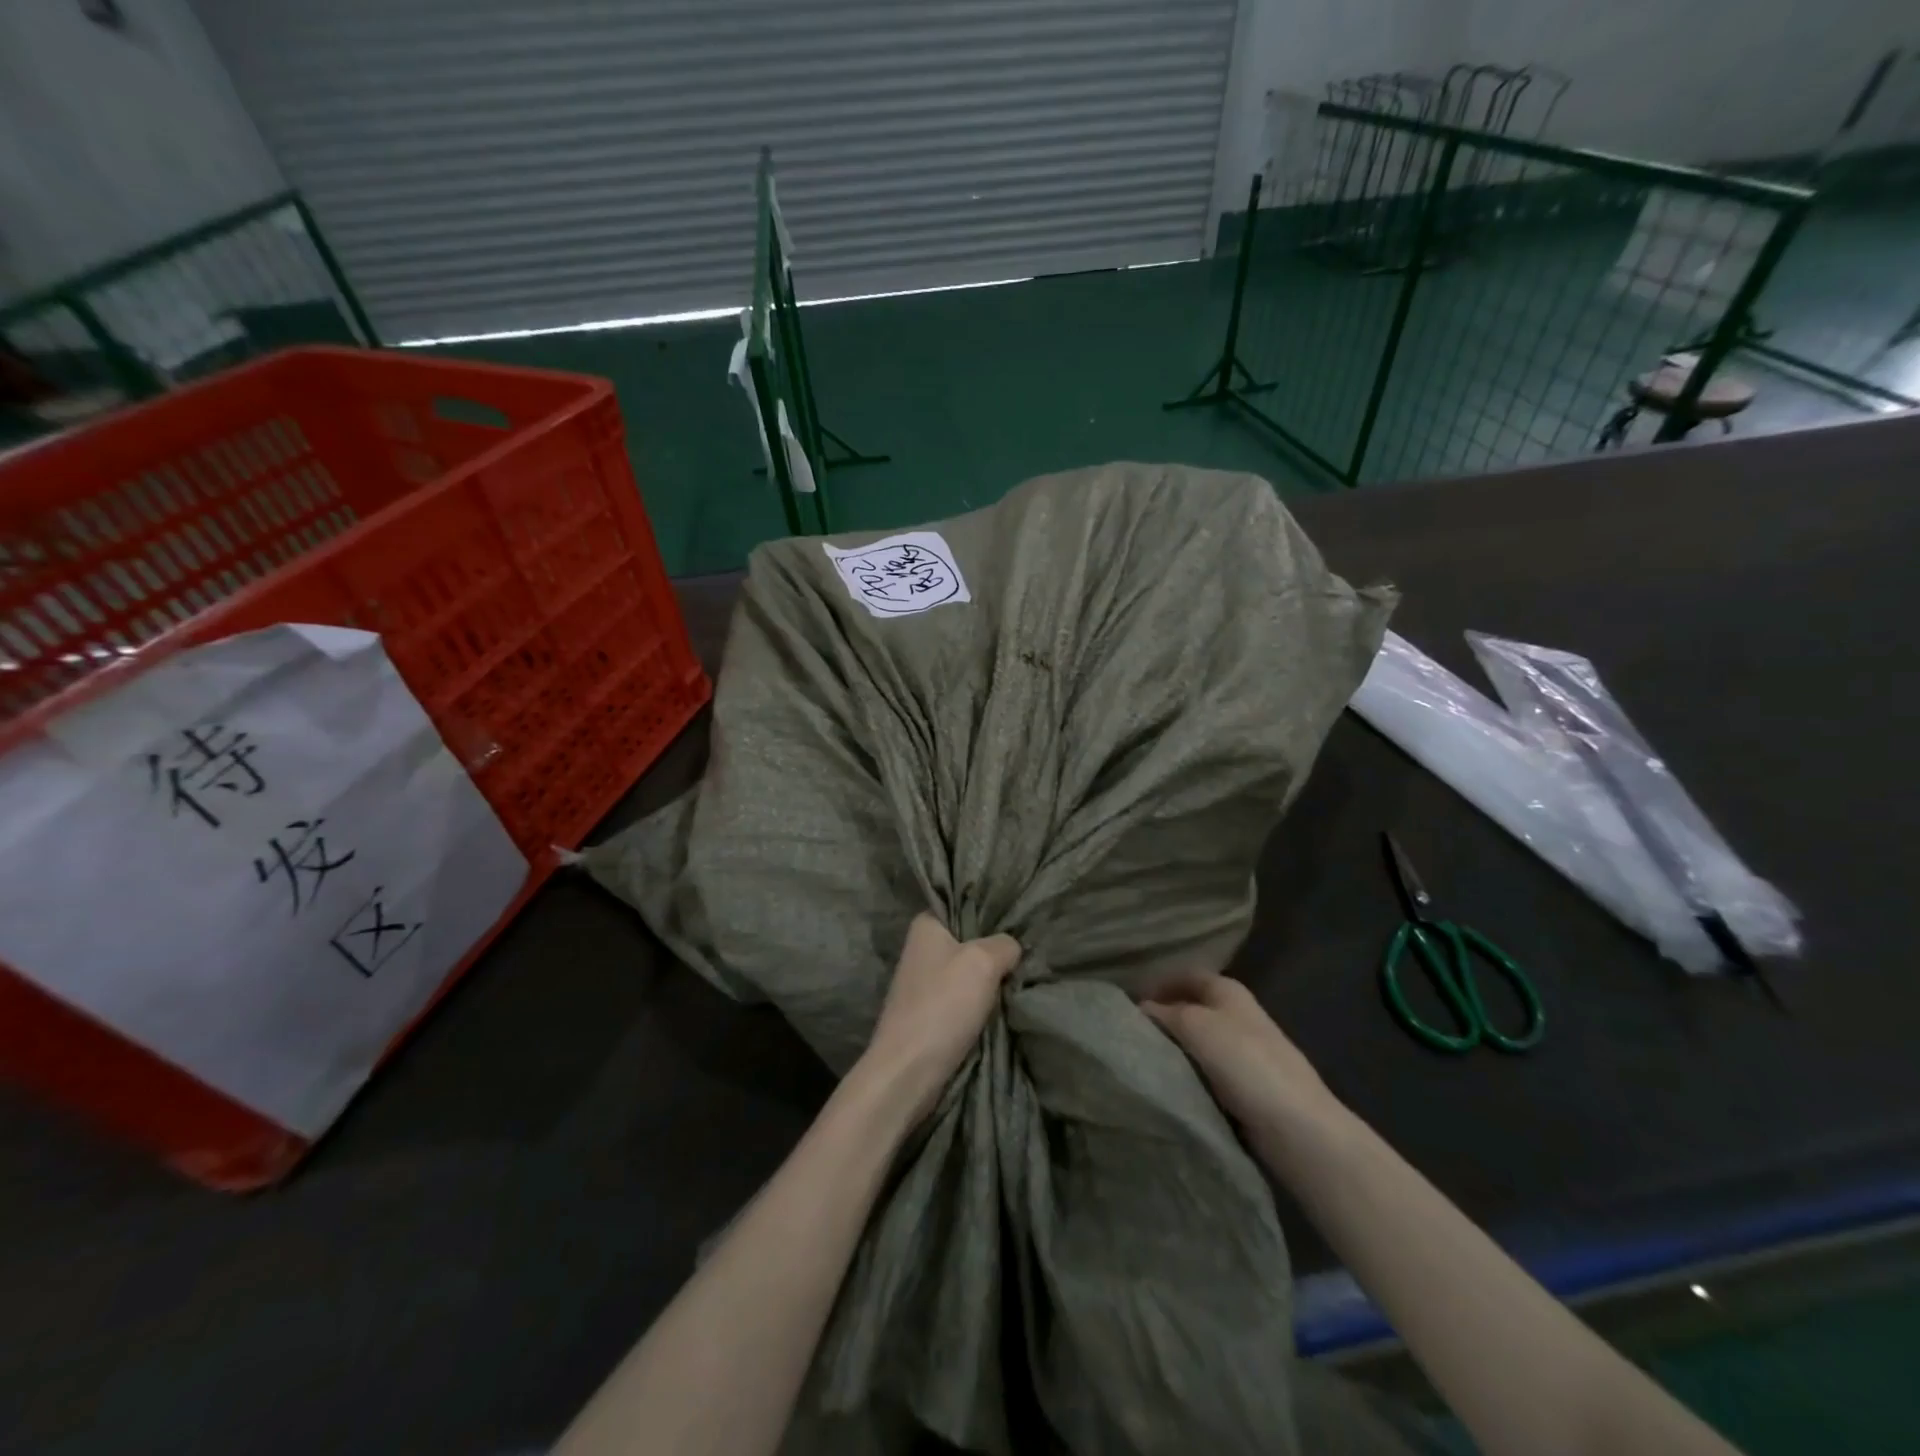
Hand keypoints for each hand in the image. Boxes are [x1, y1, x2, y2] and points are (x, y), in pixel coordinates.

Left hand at [859, 913, 1020, 1124]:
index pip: (964, 904)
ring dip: (991, 979)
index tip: (1021, 920)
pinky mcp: (929, 1012)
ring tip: (1021, 977)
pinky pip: (963, 997)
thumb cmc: (943, 1005)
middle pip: (970, 939)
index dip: (993, 911)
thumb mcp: (983, 961)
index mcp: (926, 925)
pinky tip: (1003, 1004)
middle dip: (996, 948)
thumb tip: (1012, 948)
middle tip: (1028, 952)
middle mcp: (921, 948)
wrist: (908, 1071)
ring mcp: (924, 982)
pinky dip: (981, 1002)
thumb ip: (1004, 945)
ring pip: (969, 971)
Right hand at [1142, 975, 1342, 1137]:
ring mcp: (1246, 1052)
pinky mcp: (1248, 1086)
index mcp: (1229, 991)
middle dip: (1164, 1017)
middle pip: (1192, 1008)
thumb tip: (1141, 1008)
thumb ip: (1165, 1013)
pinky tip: (1171, 1084)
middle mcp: (1238, 1014)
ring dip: (1175, 1048)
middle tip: (1131, 1033)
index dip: (1159, 983)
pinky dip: (1189, 1074)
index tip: (1129, 1002)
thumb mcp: (1195, 1025)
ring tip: (1144, 1059)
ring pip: (1198, 1042)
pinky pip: (1208, 1072)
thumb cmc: (1244, 1063)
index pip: (1187, 975)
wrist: (1297, 1127)